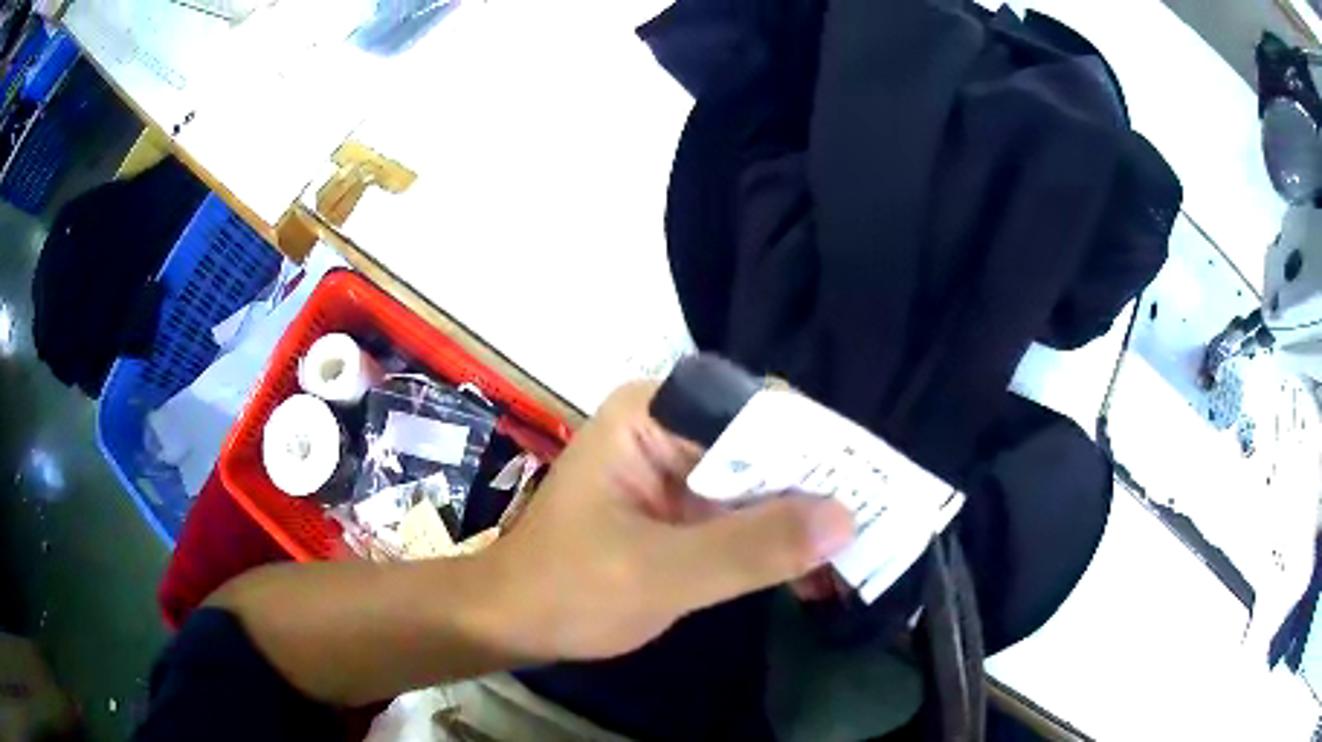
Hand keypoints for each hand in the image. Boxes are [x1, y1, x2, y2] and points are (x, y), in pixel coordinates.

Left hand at [477, 381, 855, 663]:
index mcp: (652, 414)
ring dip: (805, 521)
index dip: (816, 442)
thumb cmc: (567, 589)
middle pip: (764, 445)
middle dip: (818, 488)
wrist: (514, 623)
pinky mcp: (684, 511)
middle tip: (879, 522)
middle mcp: (670, 429)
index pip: (755, 407)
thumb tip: (846, 518)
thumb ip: (750, 546)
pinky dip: (779, 543)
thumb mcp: (659, 572)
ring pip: (760, 483)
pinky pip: (745, 516)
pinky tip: (815, 575)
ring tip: (859, 555)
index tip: (870, 480)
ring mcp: (678, 471)